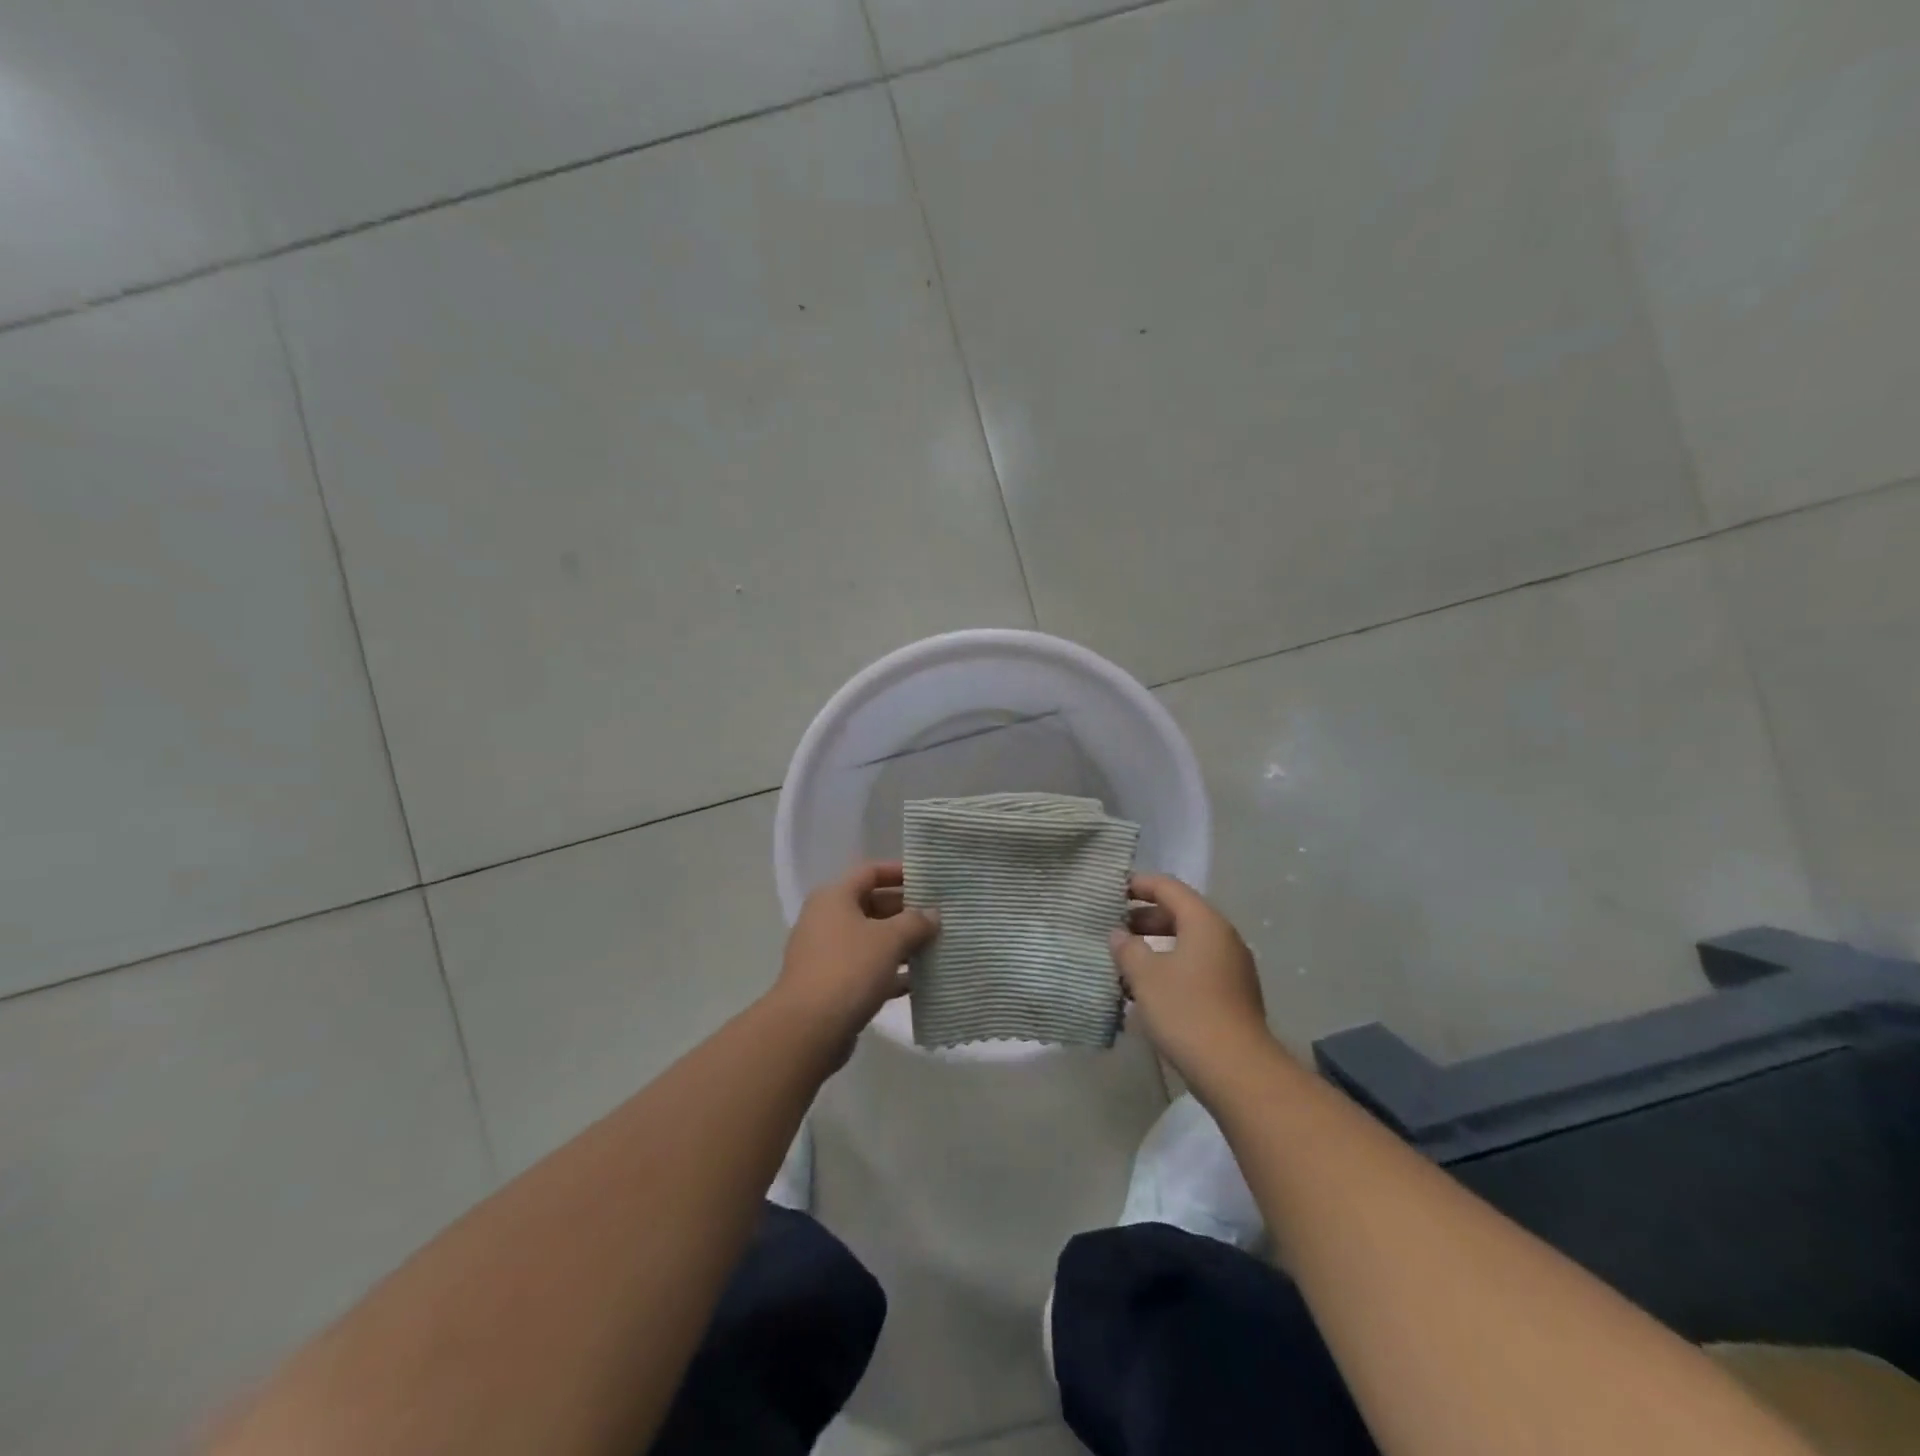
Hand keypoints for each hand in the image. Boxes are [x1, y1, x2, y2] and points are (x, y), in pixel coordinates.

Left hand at [773, 861, 938, 1056]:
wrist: (808, 1029)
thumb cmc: (849, 969)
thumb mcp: (889, 940)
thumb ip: (915, 922)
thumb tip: (932, 914)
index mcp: (835, 898)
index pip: (870, 872)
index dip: (899, 872)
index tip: (929, 879)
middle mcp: (827, 920)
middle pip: (872, 905)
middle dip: (906, 911)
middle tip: (940, 917)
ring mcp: (828, 954)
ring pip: (872, 940)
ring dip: (902, 944)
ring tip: (937, 947)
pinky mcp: (833, 986)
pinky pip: (868, 970)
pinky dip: (891, 972)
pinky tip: (919, 981)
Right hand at [1110, 873, 1271, 1082]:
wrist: (1237, 1070)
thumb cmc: (1186, 1011)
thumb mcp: (1146, 976)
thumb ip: (1128, 949)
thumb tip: (1119, 935)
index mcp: (1204, 922)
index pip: (1168, 887)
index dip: (1138, 884)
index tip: (1111, 891)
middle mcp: (1223, 937)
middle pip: (1180, 913)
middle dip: (1144, 918)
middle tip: (1113, 928)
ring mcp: (1231, 967)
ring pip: (1187, 942)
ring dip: (1156, 945)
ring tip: (1125, 960)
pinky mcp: (1232, 994)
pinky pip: (1196, 966)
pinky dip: (1170, 966)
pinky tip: (1147, 988)